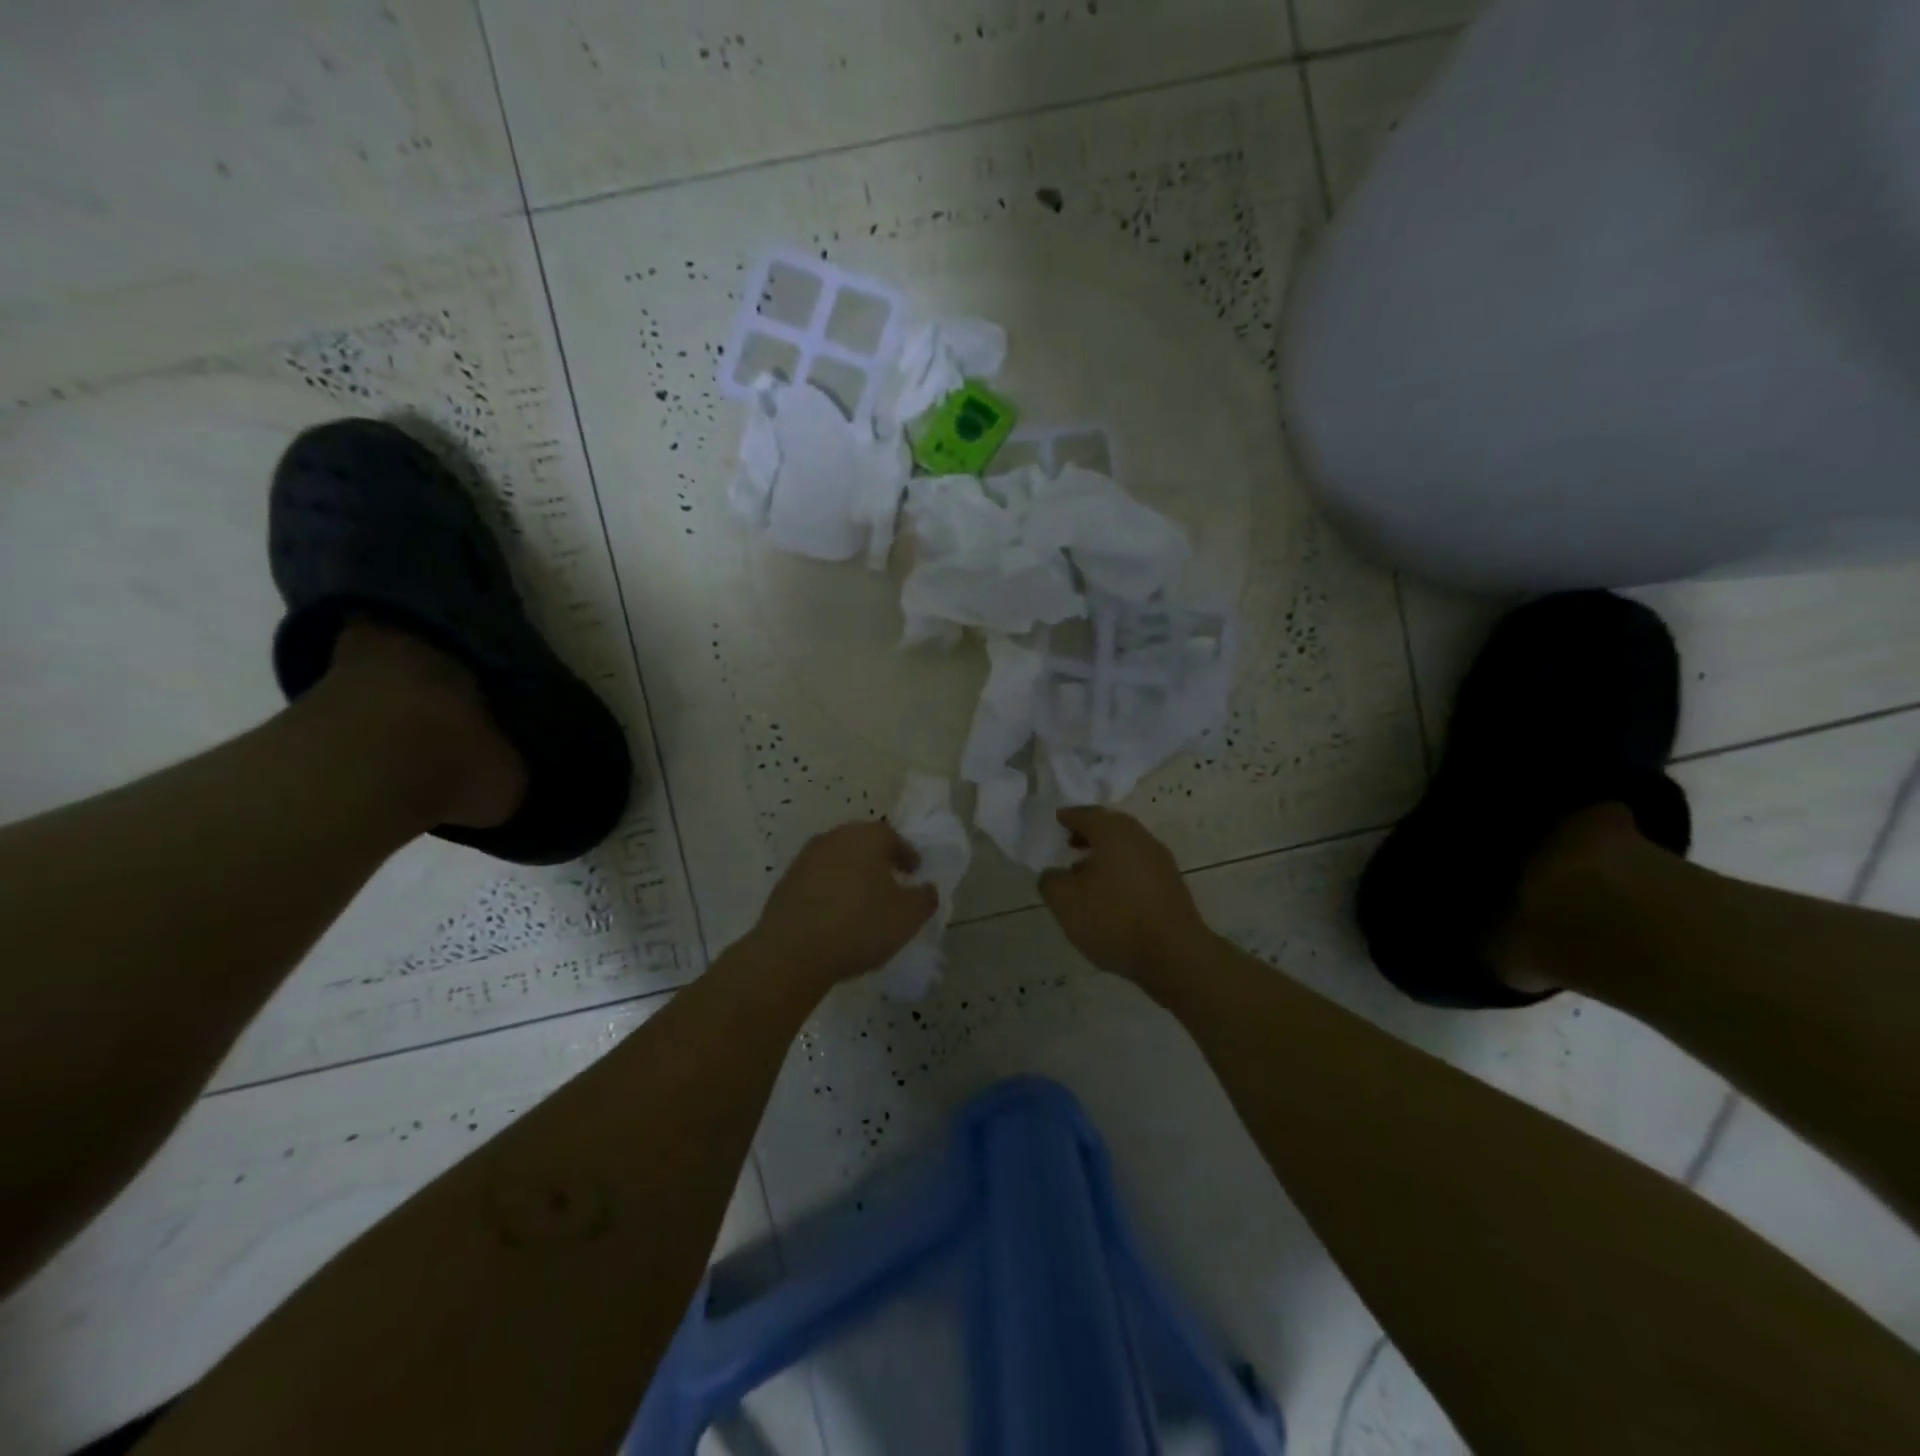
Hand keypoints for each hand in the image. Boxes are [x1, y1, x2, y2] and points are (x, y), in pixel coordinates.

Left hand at [747, 821, 938, 989]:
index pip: (894, 838)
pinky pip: (817, 881)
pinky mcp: (786, 882)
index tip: (914, 874)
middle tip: (890, 884)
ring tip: (862, 902)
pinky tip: (835, 915)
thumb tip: (927, 888)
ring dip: (852, 875)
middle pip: (863, 844)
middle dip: (878, 861)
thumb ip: (925, 898)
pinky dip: (830, 891)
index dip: (907, 856)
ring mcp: (806, 858)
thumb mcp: (908, 917)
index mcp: (867, 837)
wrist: (792, 952)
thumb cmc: (859, 926)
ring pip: (838, 861)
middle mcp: (835, 838)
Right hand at [1039, 807, 1211, 992]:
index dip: (1068, 817)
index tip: (1056, 821)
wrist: (1174, 955)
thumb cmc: (1114, 919)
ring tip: (1084, 874)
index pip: (1086, 814)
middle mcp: (1140, 838)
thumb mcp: (1065, 902)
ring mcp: (1160, 861)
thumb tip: (1053, 874)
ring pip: (1126, 848)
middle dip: (1088, 833)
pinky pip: (1139, 867)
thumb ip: (1051, 881)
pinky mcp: (1172, 885)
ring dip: (1105, 854)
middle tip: (1069, 844)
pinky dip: (1121, 871)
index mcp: (1113, 832)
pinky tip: (1110, 895)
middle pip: (1110, 827)